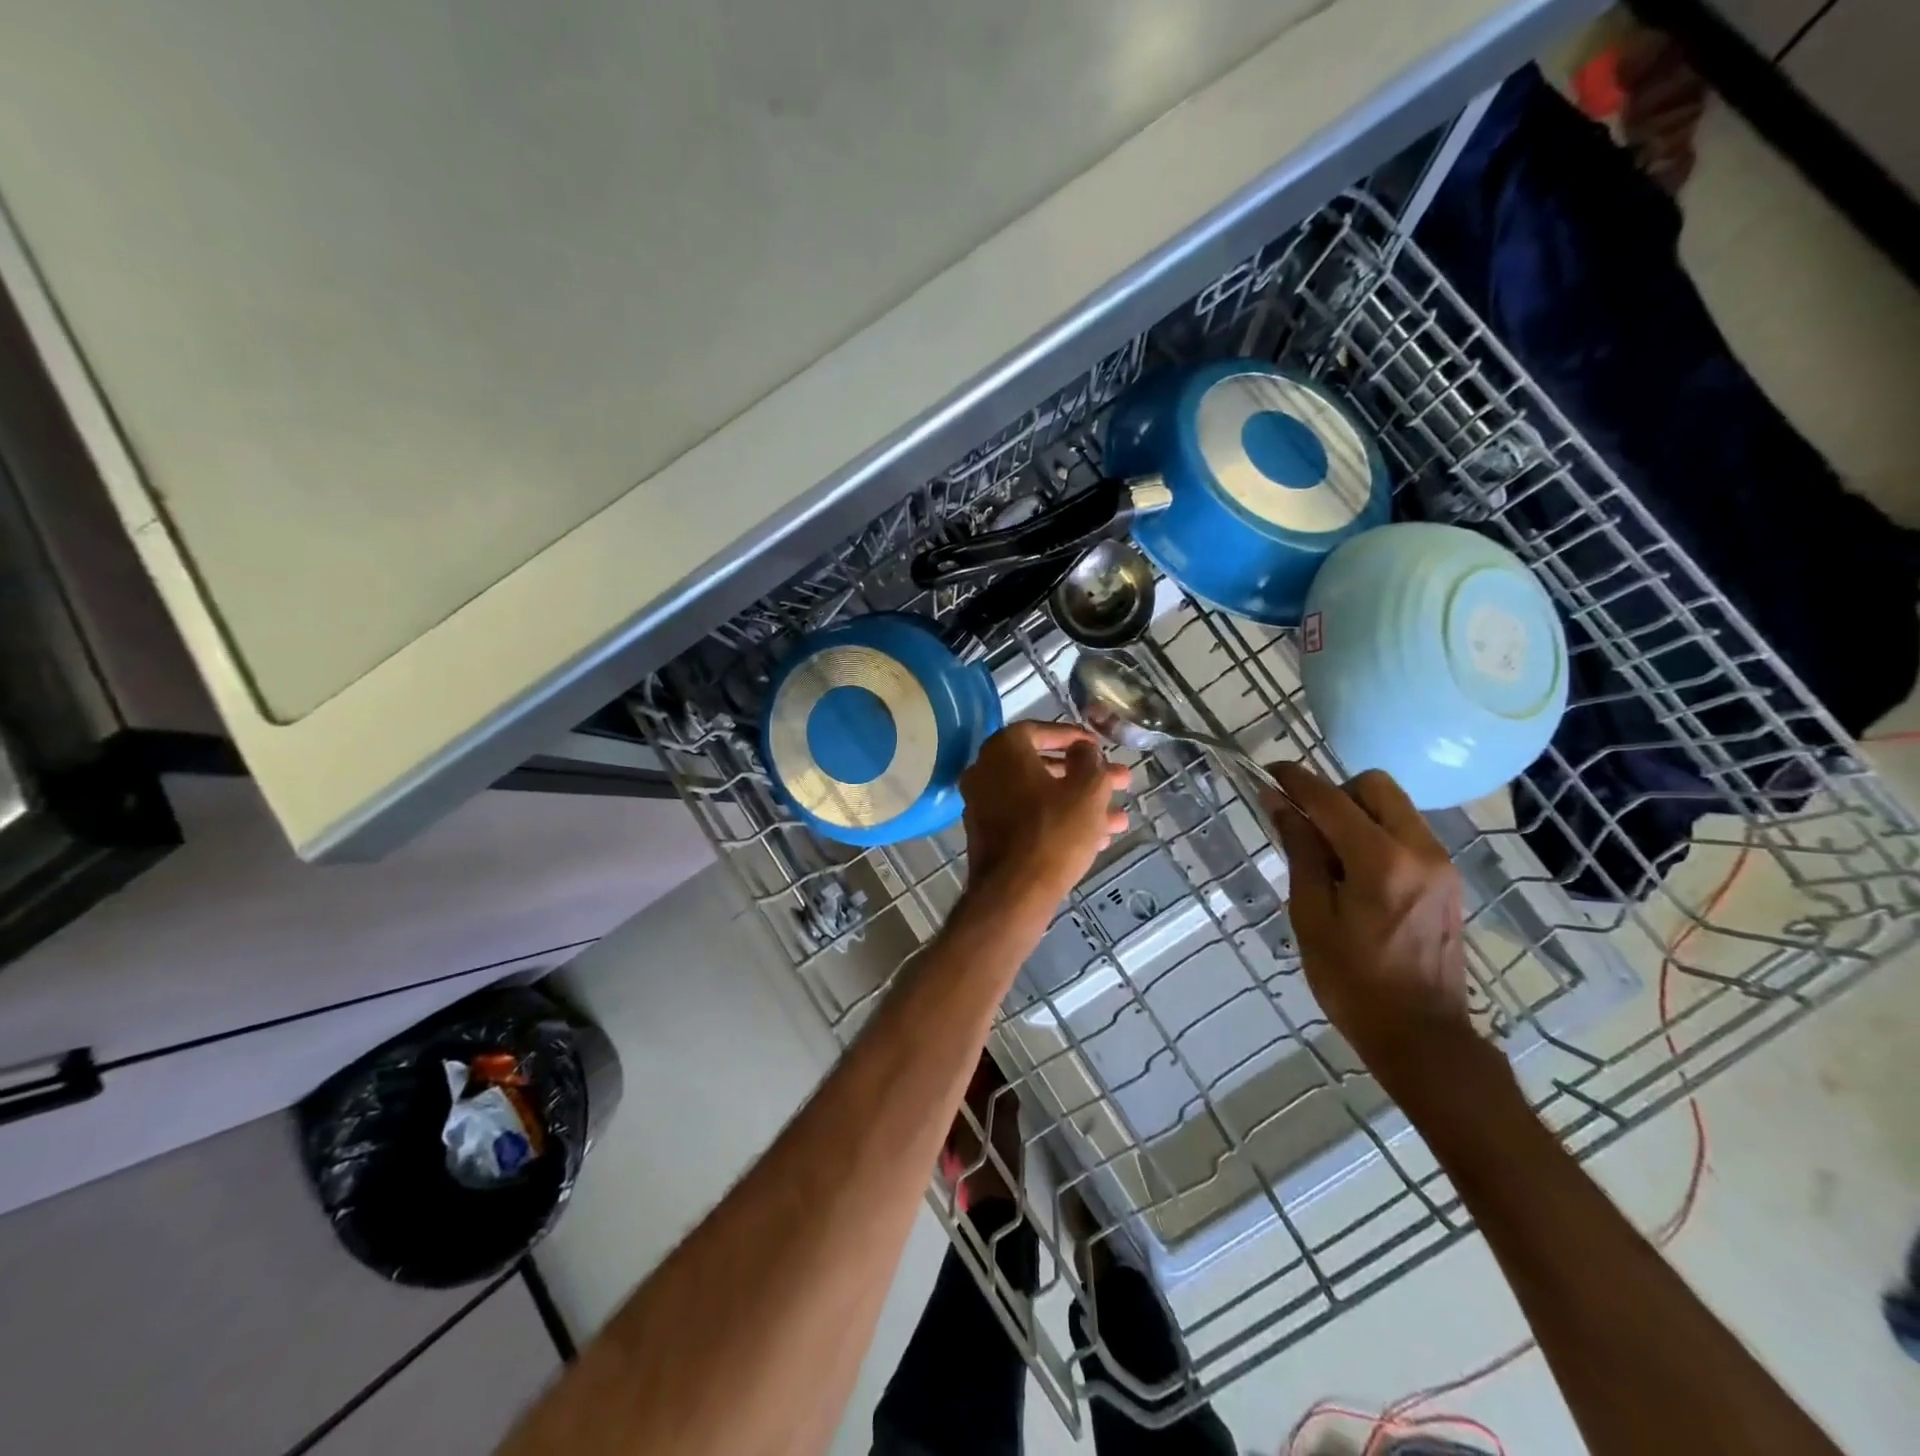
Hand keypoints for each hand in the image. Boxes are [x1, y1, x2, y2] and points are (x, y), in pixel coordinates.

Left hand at [960, 722, 1129, 905]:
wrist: (1014, 893)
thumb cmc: (1053, 831)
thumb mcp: (1087, 790)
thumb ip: (1090, 760)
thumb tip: (1083, 750)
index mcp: (1003, 750)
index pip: (1040, 730)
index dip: (1074, 737)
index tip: (1099, 747)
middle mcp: (985, 772)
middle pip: (1043, 766)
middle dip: (1085, 776)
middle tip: (1120, 782)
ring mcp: (983, 805)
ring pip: (1040, 796)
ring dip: (1079, 803)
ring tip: (1119, 819)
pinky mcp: (989, 836)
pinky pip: (1028, 819)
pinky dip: (1058, 821)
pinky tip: (1097, 839)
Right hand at [1260, 763, 1470, 1083]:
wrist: (1421, 1036)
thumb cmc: (1351, 981)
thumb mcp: (1311, 915)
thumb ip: (1300, 851)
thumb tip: (1278, 803)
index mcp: (1381, 862)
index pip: (1332, 800)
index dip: (1297, 781)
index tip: (1269, 772)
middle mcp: (1420, 851)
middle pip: (1376, 787)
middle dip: (1336, 793)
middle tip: (1306, 824)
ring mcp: (1441, 864)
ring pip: (1395, 807)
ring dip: (1357, 813)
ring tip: (1328, 854)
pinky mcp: (1448, 880)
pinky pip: (1407, 833)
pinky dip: (1377, 834)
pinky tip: (1356, 872)